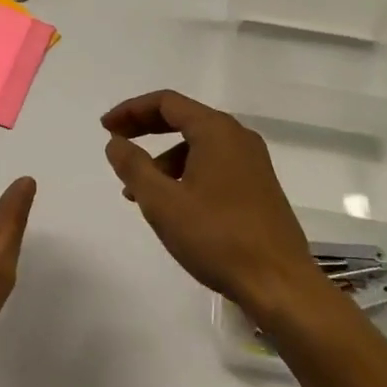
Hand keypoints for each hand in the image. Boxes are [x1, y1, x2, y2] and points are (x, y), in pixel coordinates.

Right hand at [102, 90, 322, 326]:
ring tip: (138, 192)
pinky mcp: (258, 186)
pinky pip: (214, 164)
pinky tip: (172, 204)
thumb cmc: (217, 238)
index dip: (131, 110)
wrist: (280, 284)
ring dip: (164, 158)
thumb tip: (115, 142)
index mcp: (216, 131)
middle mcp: (238, 137)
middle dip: (145, 129)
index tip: (106, 127)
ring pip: (198, 145)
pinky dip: (186, 172)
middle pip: (183, 118)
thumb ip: (134, 167)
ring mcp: (252, 162)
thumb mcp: (163, 203)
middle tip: (116, 143)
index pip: (166, 102)